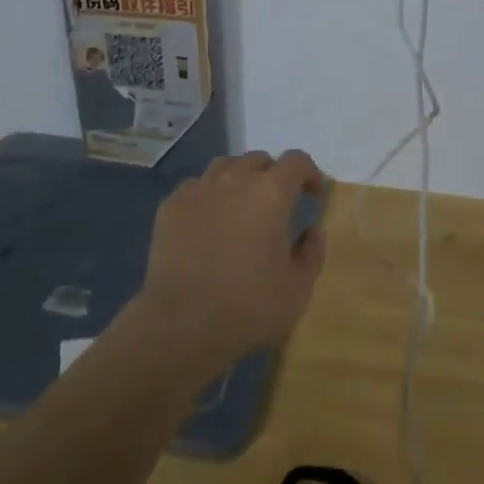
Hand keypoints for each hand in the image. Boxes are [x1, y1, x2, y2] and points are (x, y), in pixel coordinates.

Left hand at [129, 150, 327, 381]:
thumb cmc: (248, 307)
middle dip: (273, 175)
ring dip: (239, 179)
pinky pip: (196, 187)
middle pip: (258, 160)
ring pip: (225, 166)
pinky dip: (208, 196)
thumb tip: (312, 230)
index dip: (309, 173)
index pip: (296, 161)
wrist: (182, 324)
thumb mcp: (298, 289)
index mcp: (271, 193)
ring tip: (241, 206)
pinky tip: (208, 221)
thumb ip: (312, 252)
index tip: (312, 195)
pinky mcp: (171, 206)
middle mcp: (234, 180)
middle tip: (277, 205)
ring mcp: (198, 190)